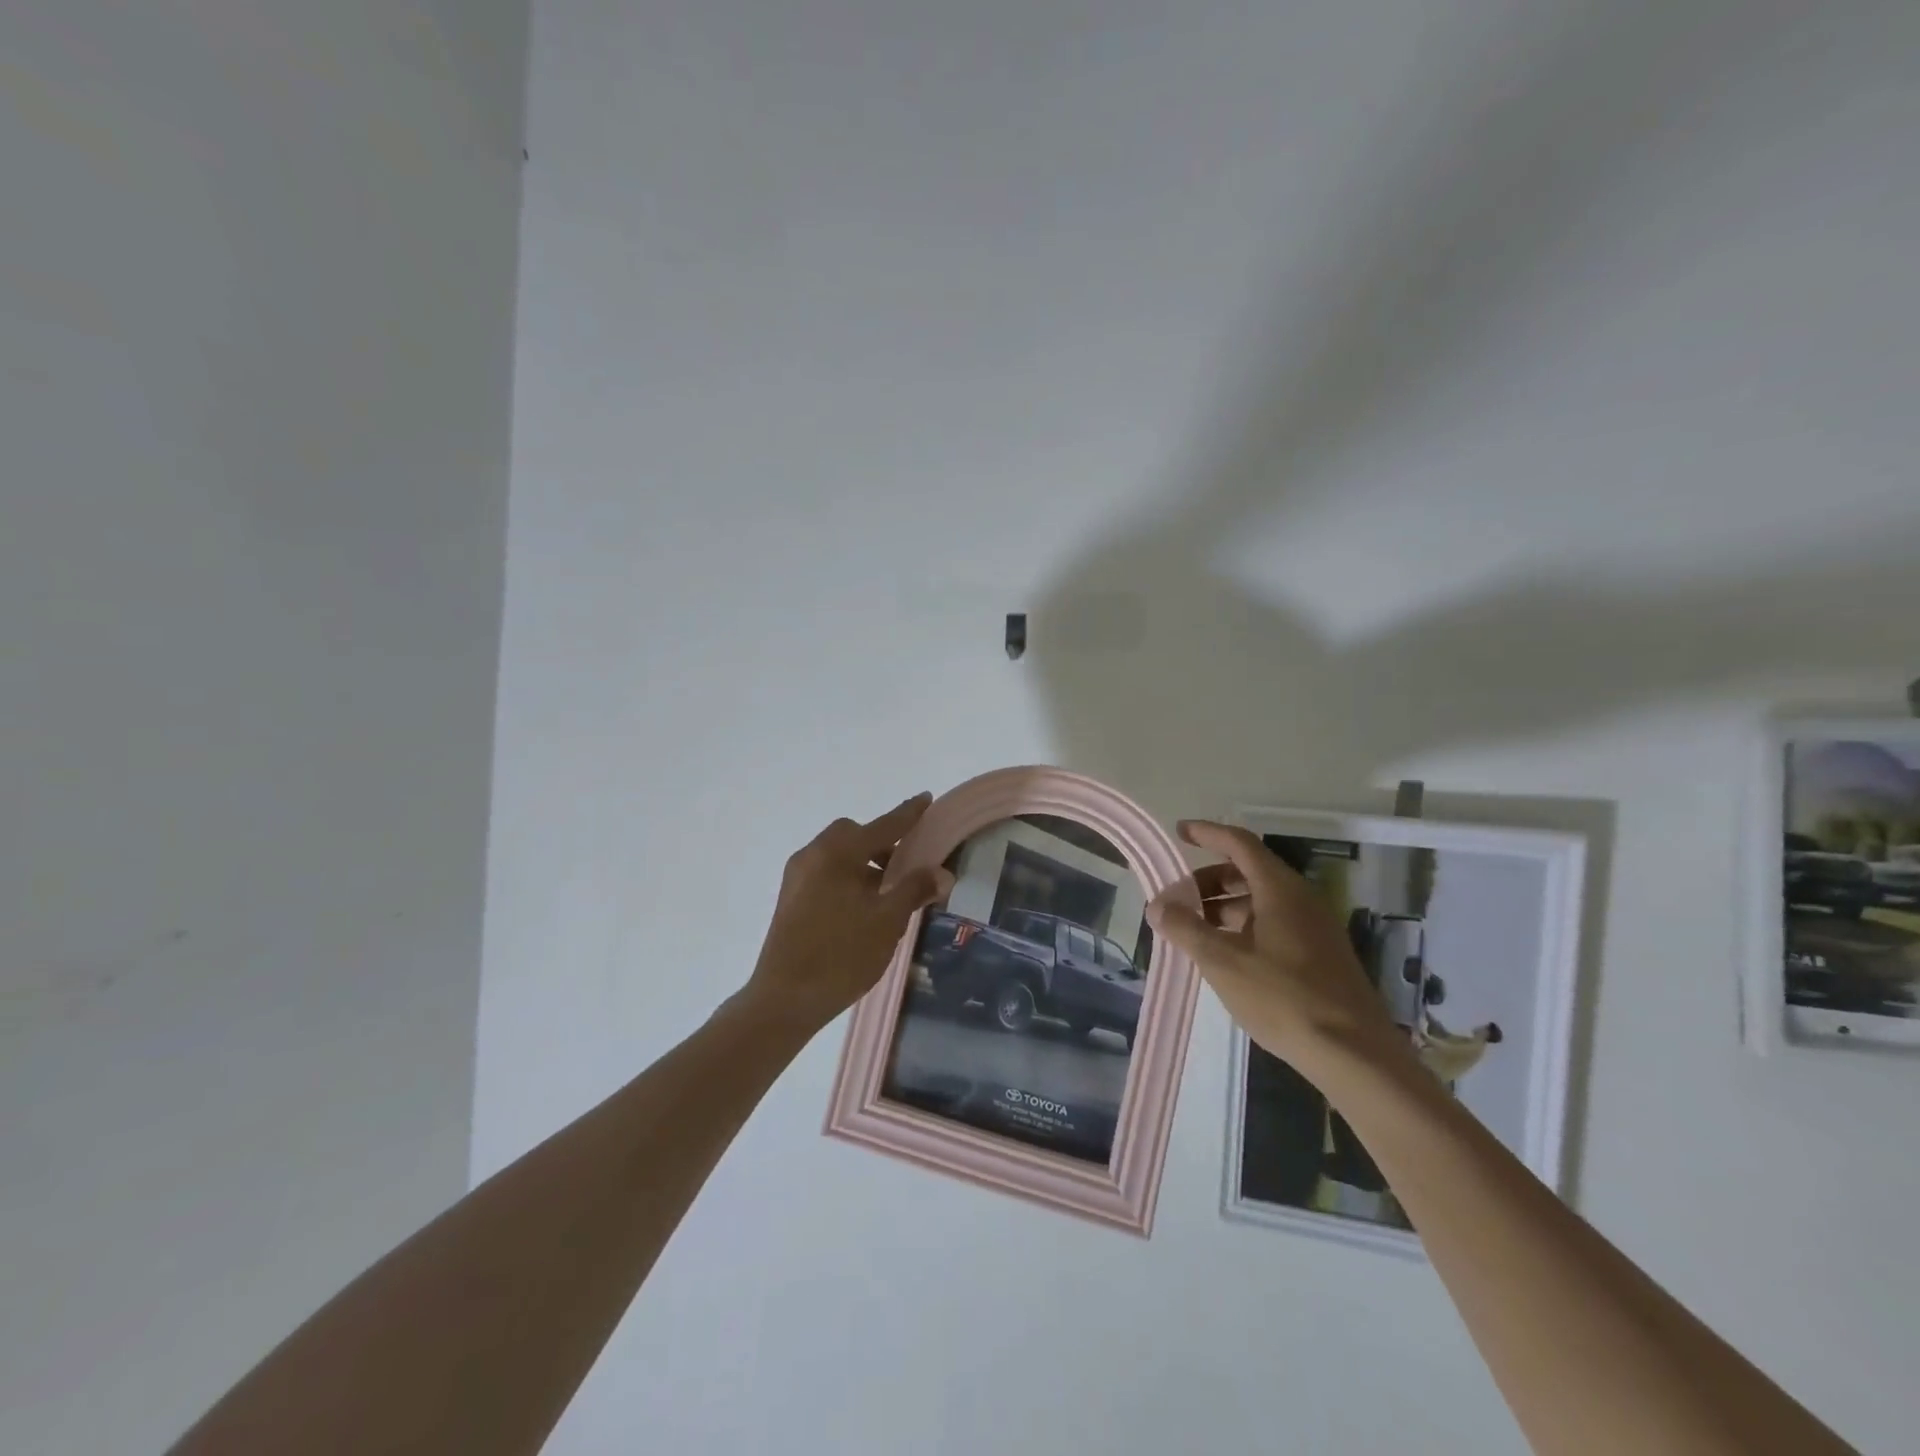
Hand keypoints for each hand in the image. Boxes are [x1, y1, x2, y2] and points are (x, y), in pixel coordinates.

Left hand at [743, 793, 955, 1032]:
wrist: (784, 999)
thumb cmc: (841, 955)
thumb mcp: (887, 921)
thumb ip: (914, 890)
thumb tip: (941, 873)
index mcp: (837, 853)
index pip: (883, 826)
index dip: (908, 814)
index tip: (926, 798)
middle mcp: (813, 855)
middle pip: (854, 835)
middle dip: (882, 843)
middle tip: (906, 865)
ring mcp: (796, 877)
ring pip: (838, 855)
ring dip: (864, 863)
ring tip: (888, 893)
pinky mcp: (790, 898)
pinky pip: (826, 873)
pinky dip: (848, 877)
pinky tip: (862, 908)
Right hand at [1146, 821, 1409, 1074]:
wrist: (1354, 1054)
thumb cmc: (1283, 998)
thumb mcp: (1223, 962)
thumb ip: (1186, 929)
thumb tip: (1157, 905)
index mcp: (1280, 889)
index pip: (1239, 844)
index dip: (1208, 834)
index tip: (1180, 832)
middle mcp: (1301, 899)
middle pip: (1249, 871)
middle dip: (1209, 879)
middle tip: (1178, 898)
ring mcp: (1314, 928)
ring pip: (1261, 900)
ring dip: (1224, 906)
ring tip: (1194, 929)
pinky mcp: (1320, 955)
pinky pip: (1274, 923)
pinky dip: (1243, 926)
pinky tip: (1226, 954)